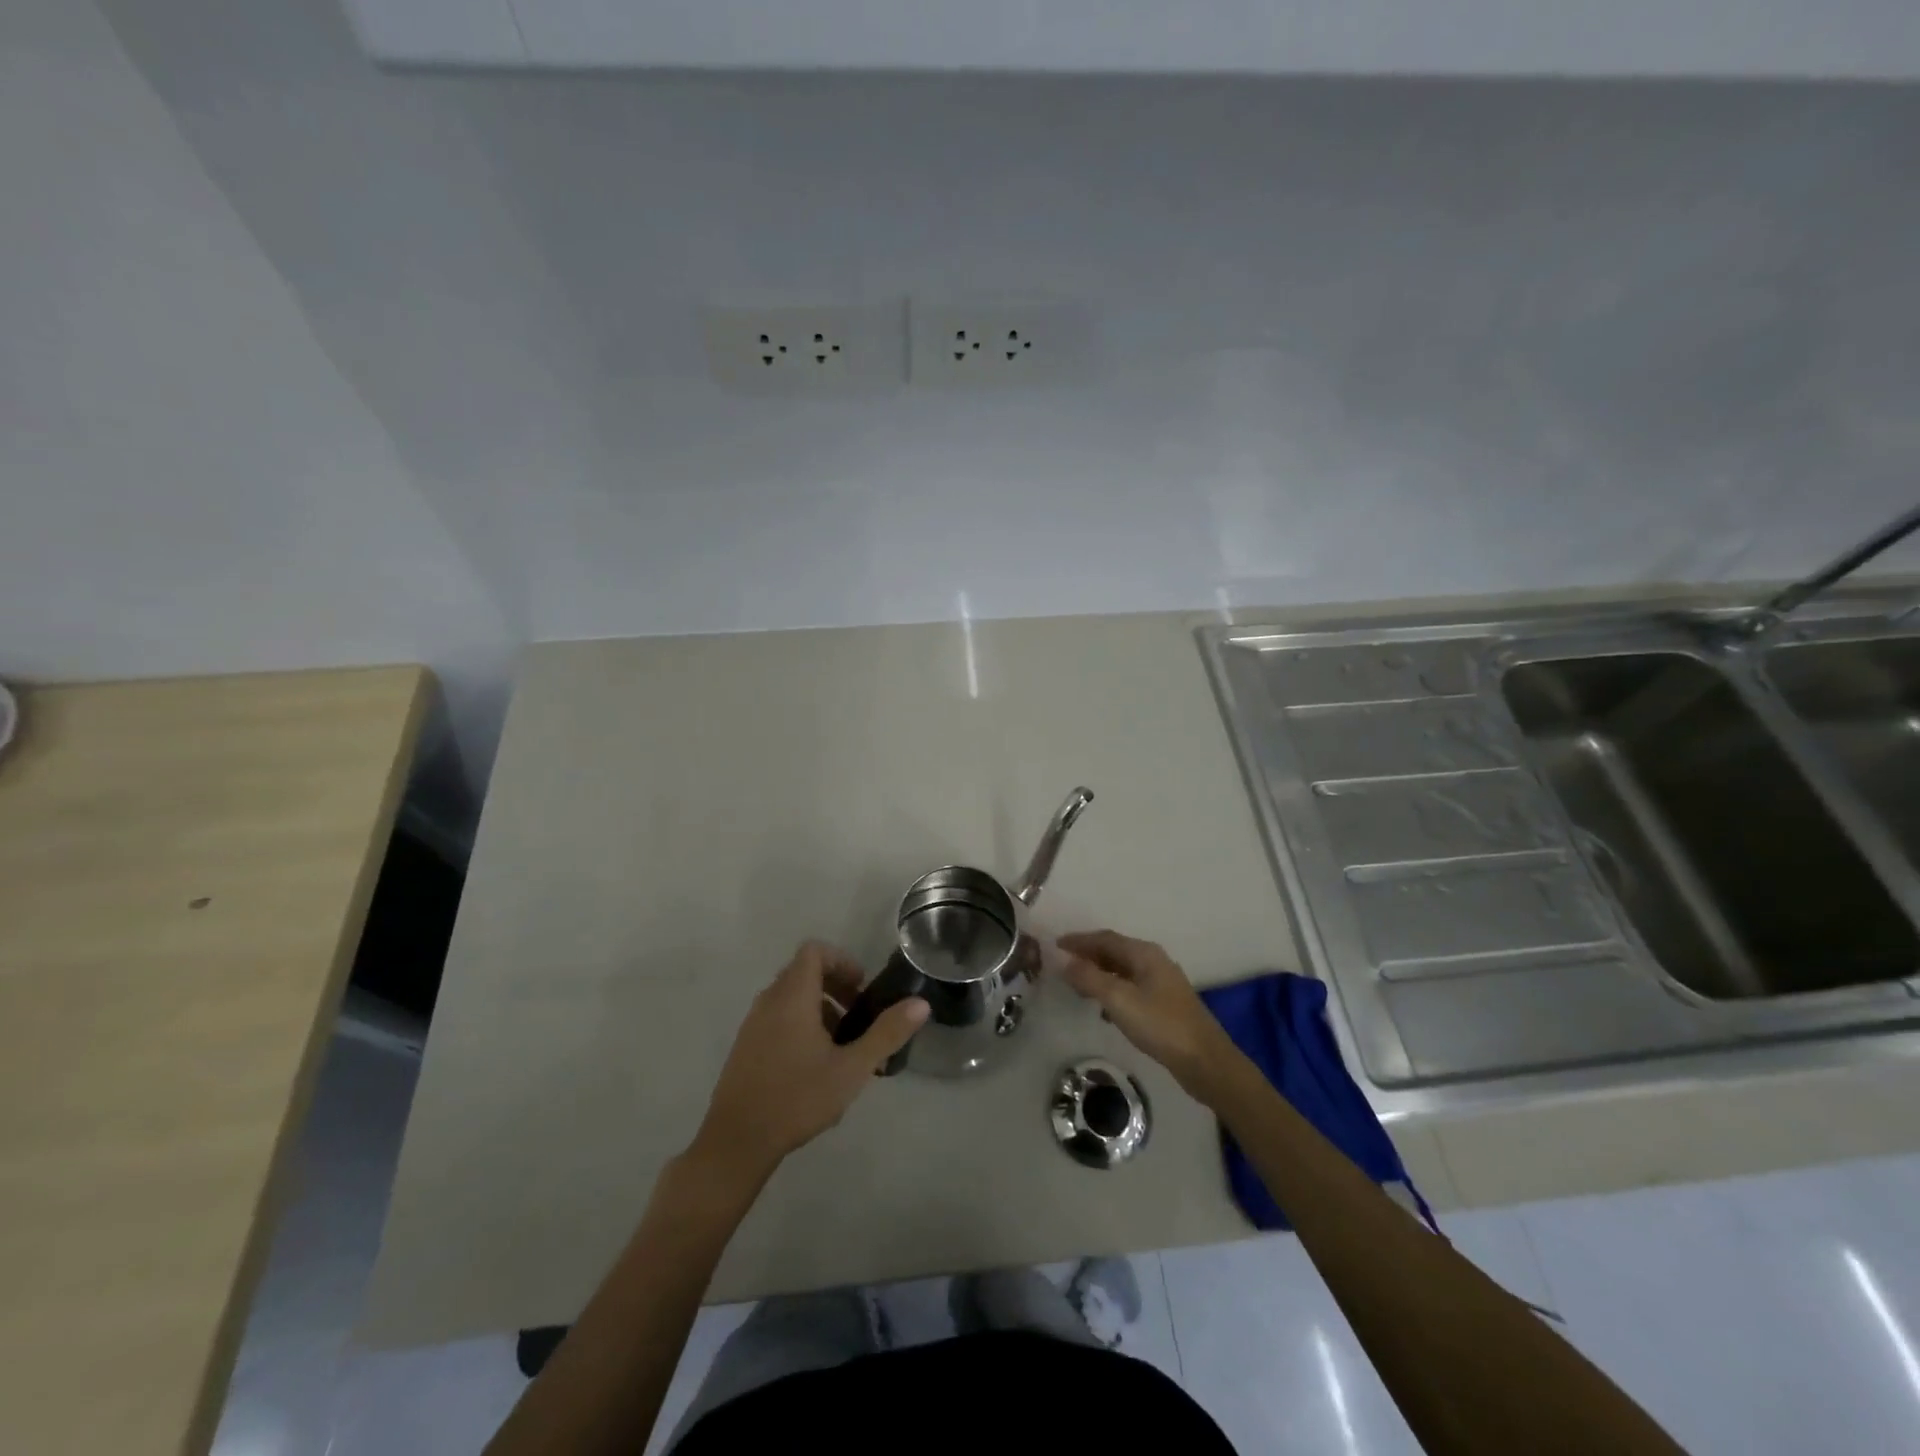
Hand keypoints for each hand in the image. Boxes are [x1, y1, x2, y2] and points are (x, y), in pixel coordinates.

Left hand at [691, 942, 927, 1182]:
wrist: (736, 1142)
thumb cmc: (797, 1098)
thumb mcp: (851, 1068)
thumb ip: (886, 1033)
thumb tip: (921, 1004)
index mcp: (793, 996)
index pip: (814, 951)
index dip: (841, 961)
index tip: (862, 988)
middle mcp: (769, 1001)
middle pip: (803, 972)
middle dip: (835, 986)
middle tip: (858, 1016)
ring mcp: (752, 1024)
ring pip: (790, 997)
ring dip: (819, 1008)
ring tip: (841, 1045)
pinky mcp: (745, 1047)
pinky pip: (777, 1017)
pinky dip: (800, 1024)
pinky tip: (815, 1066)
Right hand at [1057, 930, 1236, 1096]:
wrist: (1205, 1061)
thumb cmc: (1161, 1025)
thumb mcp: (1119, 1000)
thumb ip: (1090, 979)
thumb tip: (1065, 962)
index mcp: (1144, 953)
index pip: (1105, 938)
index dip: (1079, 941)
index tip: (1056, 945)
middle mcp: (1154, 961)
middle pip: (1115, 951)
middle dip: (1088, 955)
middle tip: (1062, 964)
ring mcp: (1162, 983)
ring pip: (1122, 970)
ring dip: (1099, 973)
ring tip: (1077, 985)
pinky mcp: (1165, 1004)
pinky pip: (1131, 987)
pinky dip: (1112, 990)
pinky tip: (1103, 1008)